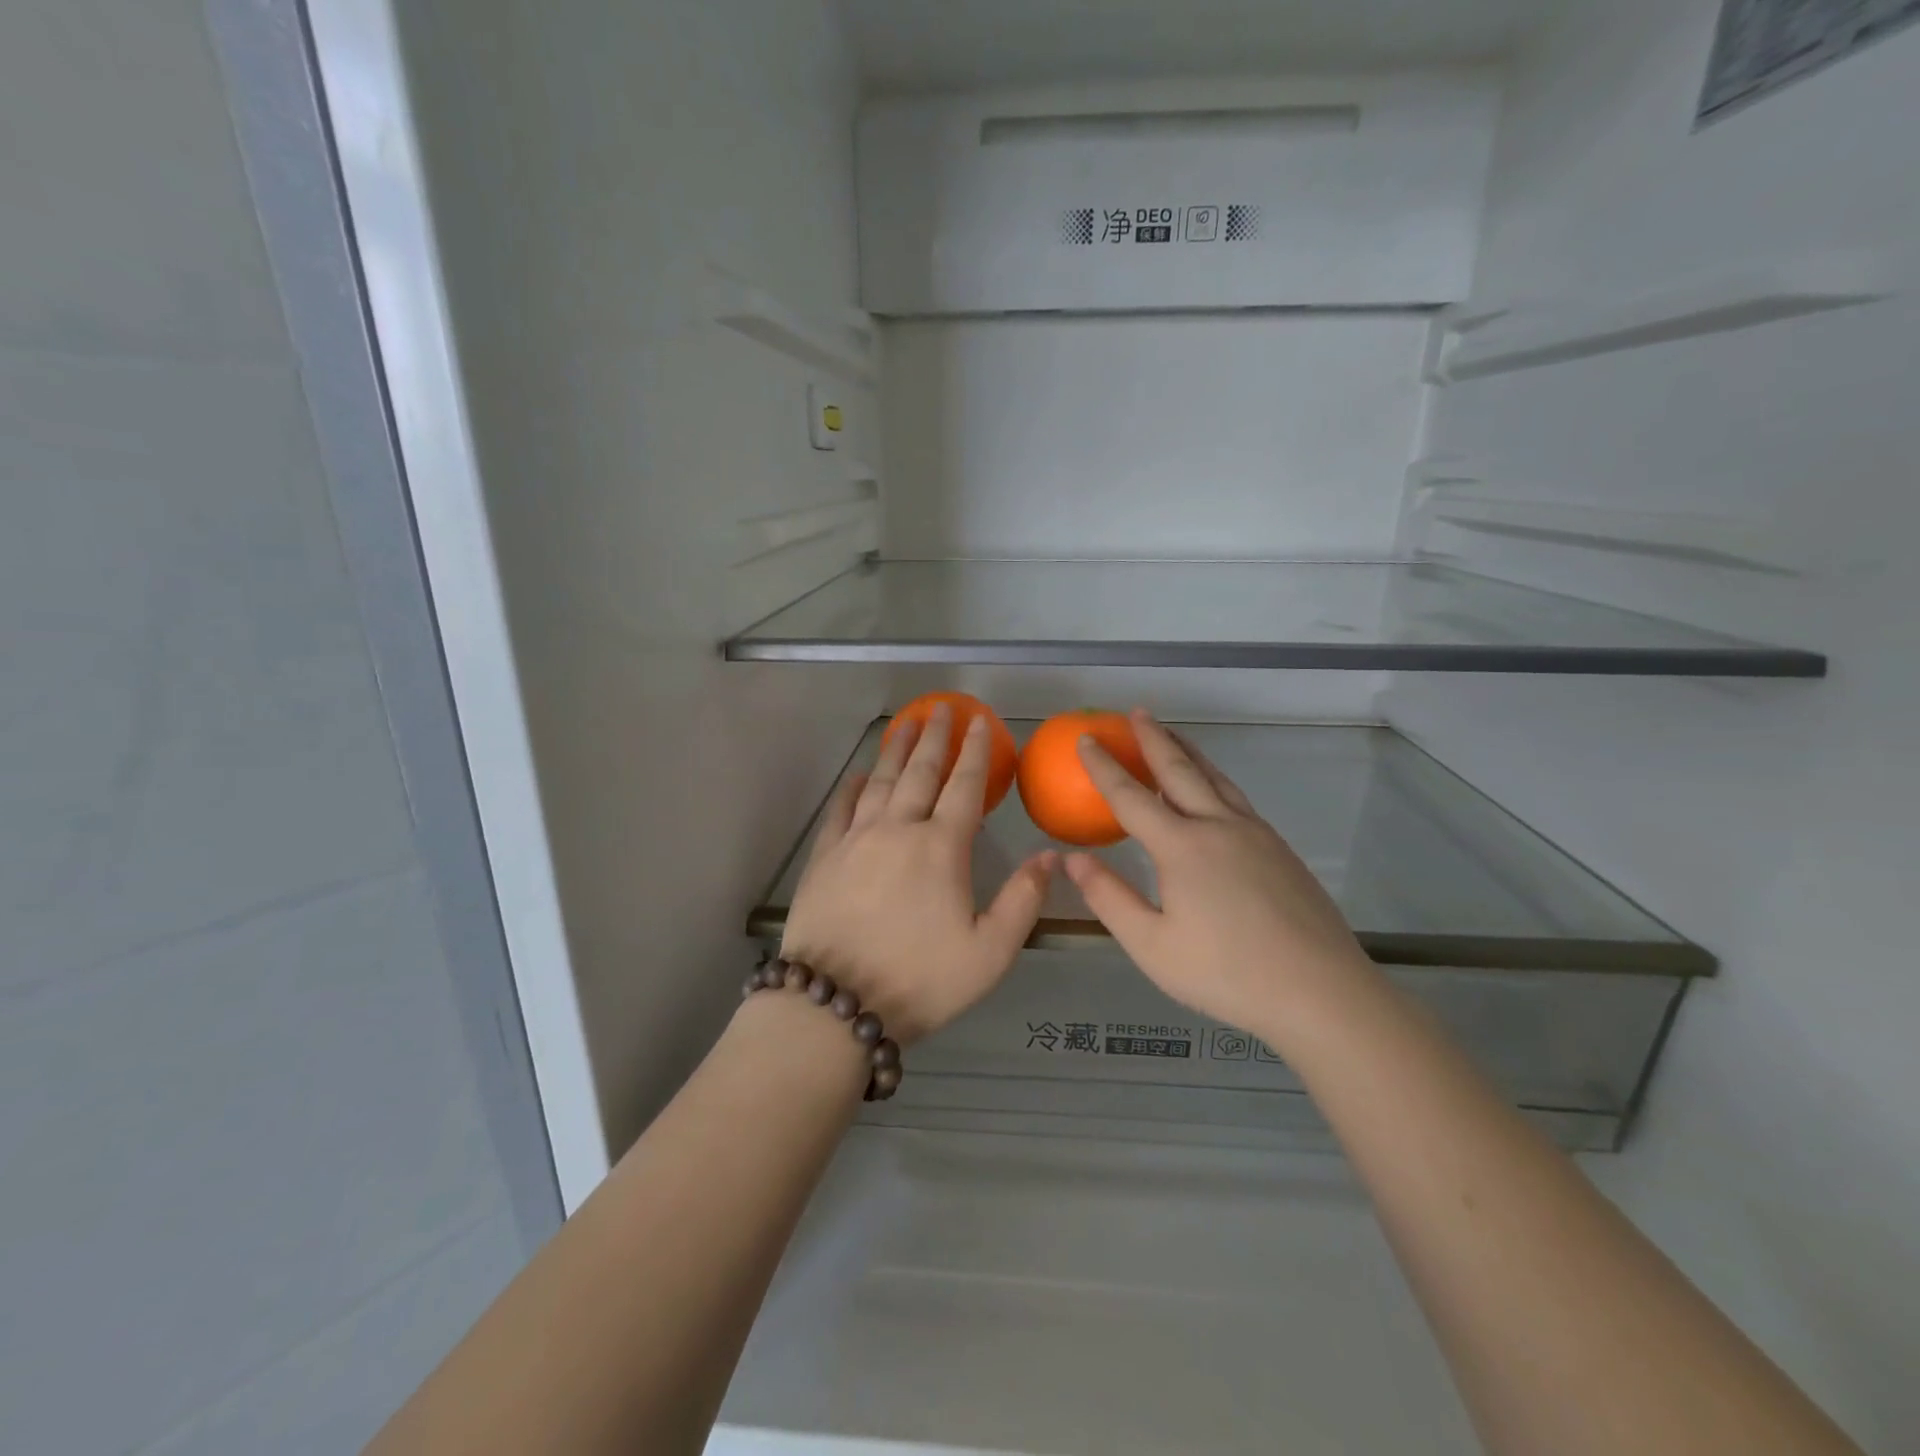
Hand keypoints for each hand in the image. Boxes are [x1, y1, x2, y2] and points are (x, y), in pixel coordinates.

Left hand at [781, 703, 1057, 1044]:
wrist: (834, 1005)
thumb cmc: (920, 981)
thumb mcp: (989, 953)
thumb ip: (1022, 901)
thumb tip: (1049, 856)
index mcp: (941, 848)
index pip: (964, 786)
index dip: (975, 751)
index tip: (979, 721)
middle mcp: (898, 830)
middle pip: (920, 771)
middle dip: (935, 736)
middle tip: (941, 708)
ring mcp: (856, 840)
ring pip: (881, 781)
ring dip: (896, 749)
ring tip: (906, 723)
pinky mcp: (824, 857)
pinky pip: (841, 809)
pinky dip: (853, 787)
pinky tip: (860, 775)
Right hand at [1064, 710, 1374, 1037]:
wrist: (1322, 992)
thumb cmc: (1227, 974)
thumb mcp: (1152, 946)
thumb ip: (1109, 897)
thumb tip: (1072, 859)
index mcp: (1182, 847)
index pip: (1131, 796)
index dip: (1104, 766)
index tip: (1086, 739)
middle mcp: (1218, 827)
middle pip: (1180, 770)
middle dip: (1154, 738)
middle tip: (1137, 712)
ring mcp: (1255, 834)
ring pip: (1215, 778)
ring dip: (1188, 752)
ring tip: (1172, 734)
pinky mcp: (1280, 849)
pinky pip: (1236, 798)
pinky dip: (1214, 778)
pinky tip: (1213, 790)